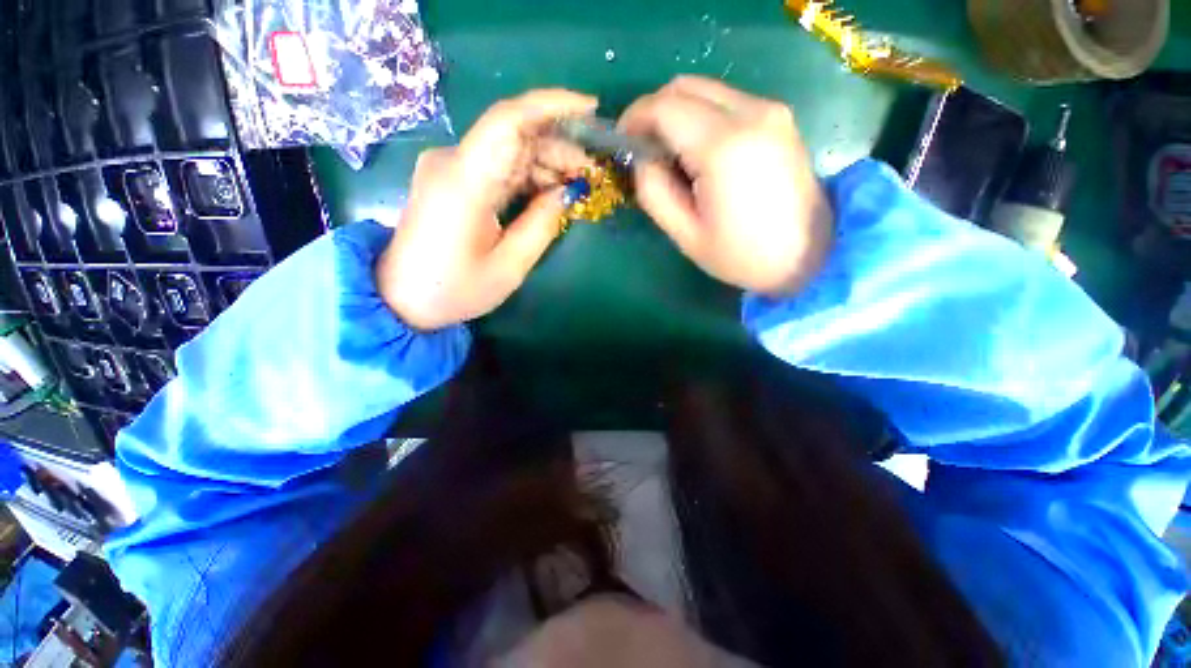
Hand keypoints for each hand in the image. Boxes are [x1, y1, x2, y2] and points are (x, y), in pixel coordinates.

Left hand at [377, 90, 597, 329]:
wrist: (400, 298)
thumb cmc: (454, 290)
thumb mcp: (508, 267)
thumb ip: (541, 225)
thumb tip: (567, 192)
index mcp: (465, 182)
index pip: (509, 121)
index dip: (552, 105)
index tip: (591, 109)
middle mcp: (452, 162)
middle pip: (513, 135)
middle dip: (558, 147)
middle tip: (590, 173)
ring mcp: (449, 168)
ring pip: (507, 150)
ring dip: (545, 162)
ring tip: (575, 185)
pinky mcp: (451, 179)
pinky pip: (496, 166)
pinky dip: (526, 174)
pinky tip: (548, 191)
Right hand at [619, 77, 832, 295]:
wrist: (811, 256)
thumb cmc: (742, 255)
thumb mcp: (686, 234)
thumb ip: (654, 192)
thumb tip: (643, 159)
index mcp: (723, 147)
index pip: (665, 107)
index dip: (635, 118)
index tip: (622, 141)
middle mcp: (750, 113)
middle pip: (685, 86)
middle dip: (654, 111)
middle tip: (644, 148)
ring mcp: (770, 111)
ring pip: (706, 90)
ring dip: (678, 114)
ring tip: (671, 155)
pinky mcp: (779, 118)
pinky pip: (727, 102)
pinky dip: (701, 117)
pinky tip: (699, 152)